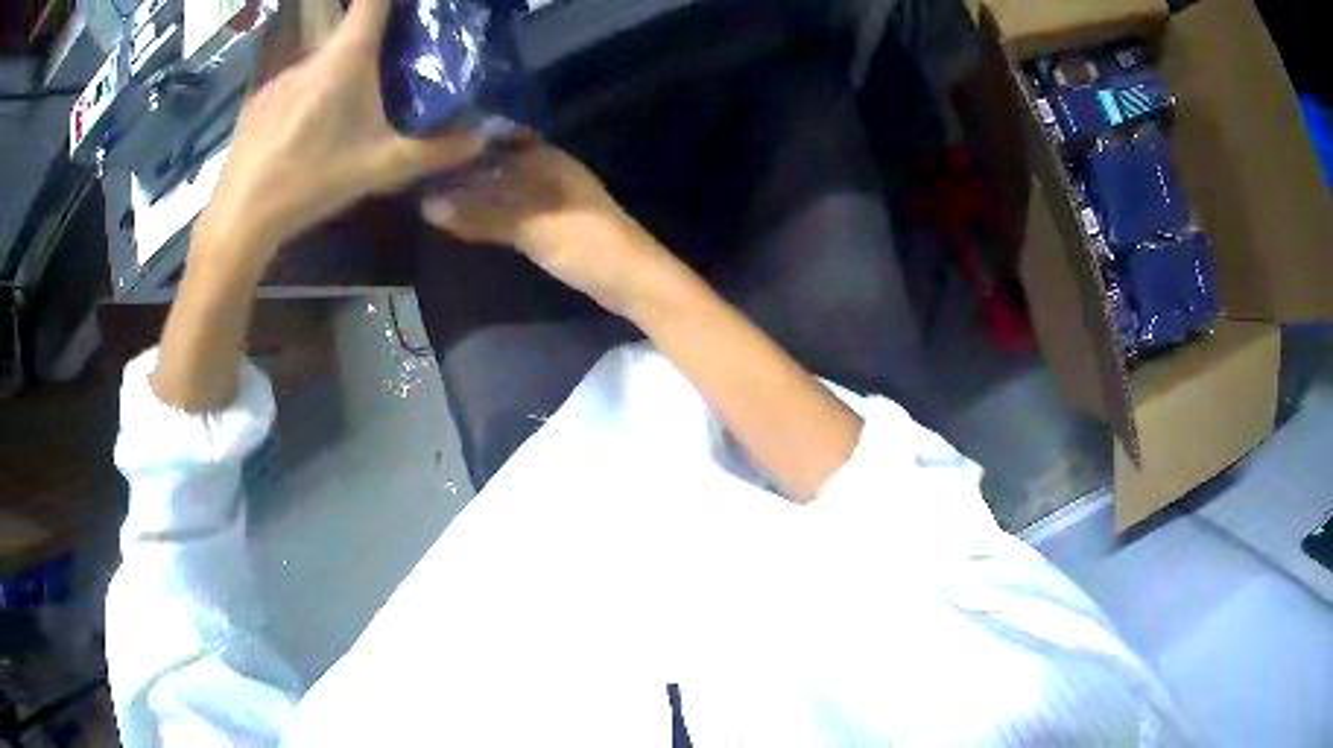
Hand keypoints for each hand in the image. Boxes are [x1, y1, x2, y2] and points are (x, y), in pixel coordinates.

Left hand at [199, 0, 484, 262]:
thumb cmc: (310, 183)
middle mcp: (311, 57)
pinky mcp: (259, 101)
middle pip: (349, 34)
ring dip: (337, 77)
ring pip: (320, 64)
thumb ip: (433, 152)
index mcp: (345, 59)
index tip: (409, 6)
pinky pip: (293, 86)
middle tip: (387, 75)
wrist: (239, 219)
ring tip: (341, 117)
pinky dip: (307, 97)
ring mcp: (279, 78)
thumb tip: (479, 138)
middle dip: (371, 47)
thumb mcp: (378, 169)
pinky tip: (304, 136)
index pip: (373, 1)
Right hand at [421, 141, 671, 312]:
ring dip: (472, 187)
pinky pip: (507, 208)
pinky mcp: (546, 223)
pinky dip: (485, 209)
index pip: (498, 134)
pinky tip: (460, 215)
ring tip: (428, 190)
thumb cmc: (586, 243)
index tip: (427, 141)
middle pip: (496, 160)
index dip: (465, 135)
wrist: (630, 281)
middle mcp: (544, 170)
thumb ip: (482, 215)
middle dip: (463, 164)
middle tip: (417, 170)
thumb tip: (427, 206)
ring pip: (500, 184)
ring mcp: (546, 196)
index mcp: (546, 158)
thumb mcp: (532, 226)